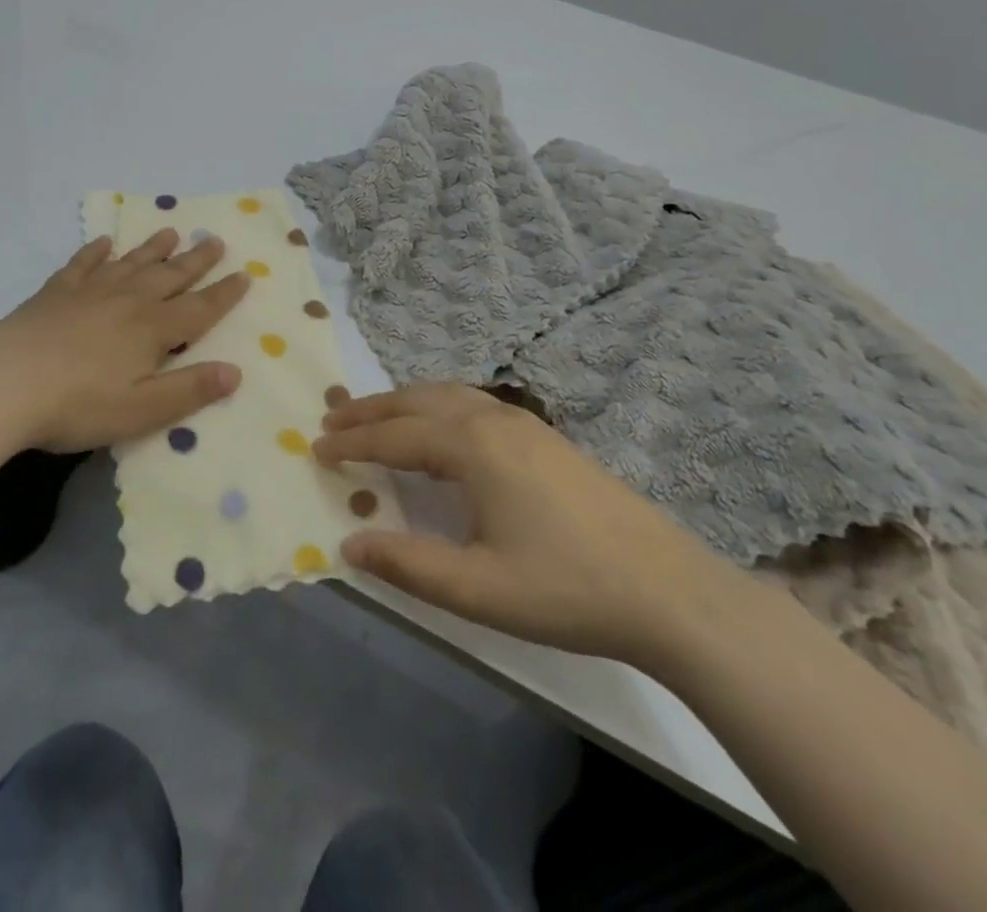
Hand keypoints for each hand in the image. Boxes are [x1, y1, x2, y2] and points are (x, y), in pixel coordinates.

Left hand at [0, 230, 250, 452]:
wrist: (5, 383)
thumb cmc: (79, 404)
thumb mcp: (142, 409)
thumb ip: (189, 390)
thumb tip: (235, 371)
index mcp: (152, 330)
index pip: (199, 308)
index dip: (224, 294)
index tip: (245, 275)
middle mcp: (127, 301)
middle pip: (169, 276)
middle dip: (196, 261)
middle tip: (215, 241)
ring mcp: (89, 292)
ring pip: (131, 263)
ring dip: (153, 249)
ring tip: (171, 232)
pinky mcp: (55, 293)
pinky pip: (82, 265)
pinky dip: (95, 252)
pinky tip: (103, 243)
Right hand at [313, 383, 738, 668]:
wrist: (671, 591)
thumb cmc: (567, 589)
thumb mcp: (478, 590)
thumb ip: (408, 564)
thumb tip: (349, 543)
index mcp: (473, 447)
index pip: (395, 436)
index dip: (353, 443)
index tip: (316, 448)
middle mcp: (494, 420)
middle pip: (418, 401)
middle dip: (372, 409)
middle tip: (333, 420)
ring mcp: (526, 424)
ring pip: (448, 395)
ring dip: (405, 402)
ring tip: (377, 417)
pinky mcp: (547, 438)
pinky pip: (474, 403)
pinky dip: (437, 405)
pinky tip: (442, 429)